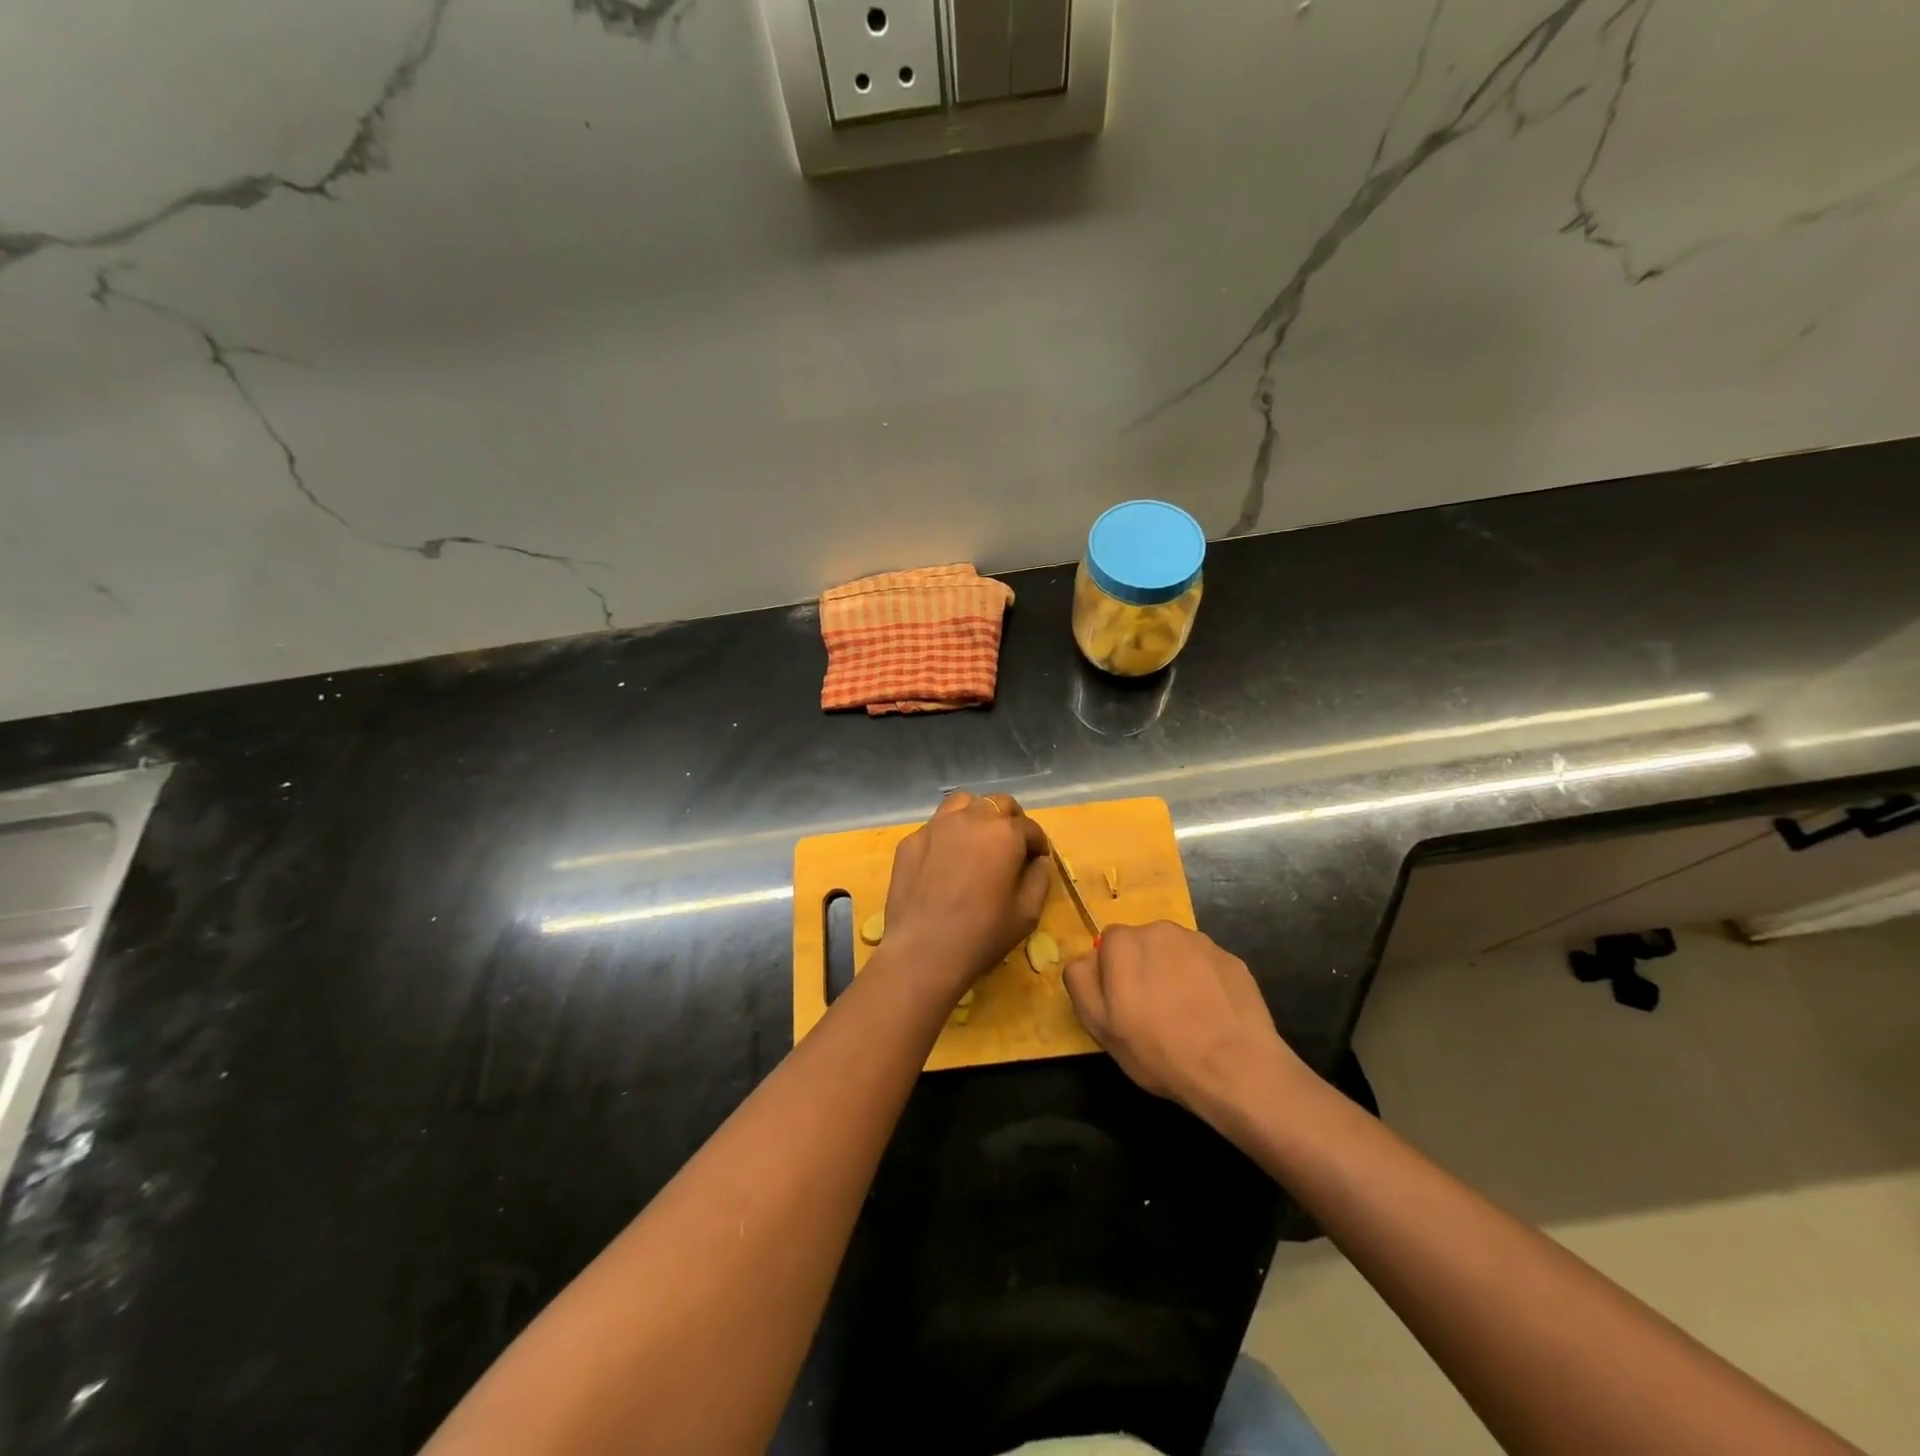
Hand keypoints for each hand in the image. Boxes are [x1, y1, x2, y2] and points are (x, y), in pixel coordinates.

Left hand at [881, 791, 1050, 996]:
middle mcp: (971, 819)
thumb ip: (1039, 878)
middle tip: (1012, 846)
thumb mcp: (1027, 913)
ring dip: (978, 816)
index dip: (1038, 844)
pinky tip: (946, 860)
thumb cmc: (982, 935)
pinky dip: (948, 834)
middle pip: (998, 803)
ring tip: (978, 841)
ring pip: (963, 803)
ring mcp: (936, 826)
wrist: (922, 952)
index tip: (1037, 860)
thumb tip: (1037, 861)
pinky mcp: (911, 841)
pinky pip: (936, 826)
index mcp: (1004, 833)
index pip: (1030, 828)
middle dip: (1011, 820)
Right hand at [1062, 922, 1297, 1114]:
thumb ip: (1081, 981)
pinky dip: (1204, 983)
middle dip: (1144, 969)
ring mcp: (1201, 942)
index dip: (1112, 975)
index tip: (1123, 1006)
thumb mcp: (1100, 1026)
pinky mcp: (1232, 959)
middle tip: (1152, 1013)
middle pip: (1143, 944)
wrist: (1235, 1068)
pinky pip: (1206, 966)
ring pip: (1175, 953)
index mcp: (1124, 942)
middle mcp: (1161, 930)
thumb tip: (1086, 959)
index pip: (1108, 945)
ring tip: (1185, 1016)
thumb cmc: (1159, 1050)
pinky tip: (1211, 1015)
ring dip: (1173, 973)